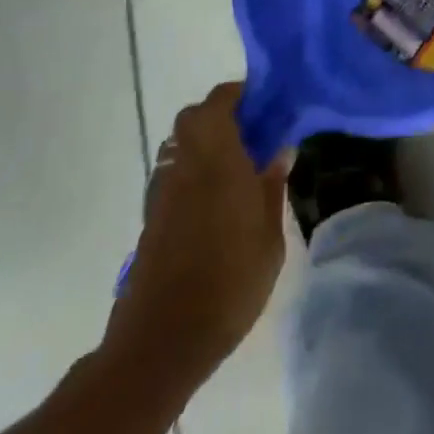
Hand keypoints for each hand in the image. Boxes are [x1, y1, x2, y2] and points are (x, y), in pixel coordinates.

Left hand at [105, 83, 290, 381]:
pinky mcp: (153, 217)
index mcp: (216, 158)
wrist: (163, 340)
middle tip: (255, 132)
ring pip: (182, 145)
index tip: (266, 102)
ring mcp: (164, 191)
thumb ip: (273, 186)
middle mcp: (185, 165)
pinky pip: (176, 174)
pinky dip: (195, 171)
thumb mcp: (270, 235)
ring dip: (207, 143)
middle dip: (222, 115)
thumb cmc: (229, 281)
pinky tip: (220, 199)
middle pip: (194, 119)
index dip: (240, 94)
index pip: (218, 102)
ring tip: (241, 165)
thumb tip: (280, 151)